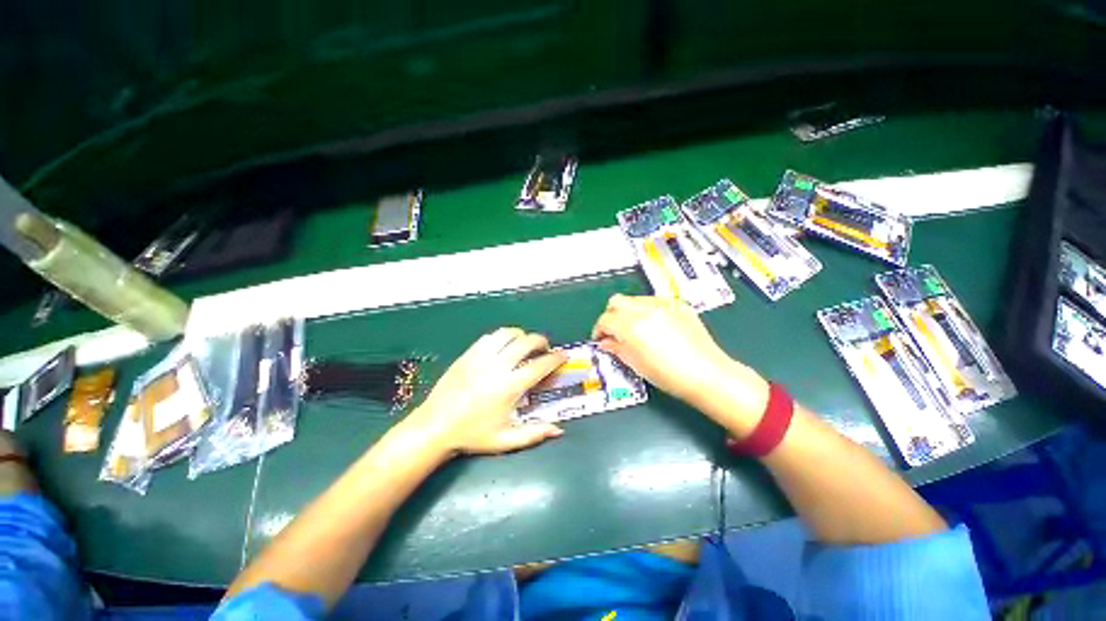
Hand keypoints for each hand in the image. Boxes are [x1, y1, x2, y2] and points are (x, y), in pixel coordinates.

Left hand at [402, 328, 567, 455]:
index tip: (563, 355)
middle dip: (541, 341)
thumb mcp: (505, 440)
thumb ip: (534, 434)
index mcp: (509, 386)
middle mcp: (497, 366)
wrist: (435, 427)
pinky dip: (502, 337)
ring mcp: (481, 357)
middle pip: (526, 342)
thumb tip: (559, 431)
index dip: (556, 358)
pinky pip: (489, 337)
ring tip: (524, 345)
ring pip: (507, 334)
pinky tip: (503, 347)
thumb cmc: (472, 435)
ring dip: (521, 336)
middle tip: (545, 349)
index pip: (540, 365)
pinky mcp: (468, 354)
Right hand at [592, 295, 768, 426]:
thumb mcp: (636, 364)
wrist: (707, 374)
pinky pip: (653, 301)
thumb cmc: (668, 375)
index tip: (601, 340)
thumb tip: (605, 342)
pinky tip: (654, 325)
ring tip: (634, 329)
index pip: (605, 319)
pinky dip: (646, 310)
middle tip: (614, 332)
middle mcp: (644, 309)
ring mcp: (662, 304)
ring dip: (627, 311)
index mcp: (631, 326)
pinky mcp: (677, 304)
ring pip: (634, 299)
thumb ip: (616, 348)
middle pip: (616, 301)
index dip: (599, 330)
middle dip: (611, 315)